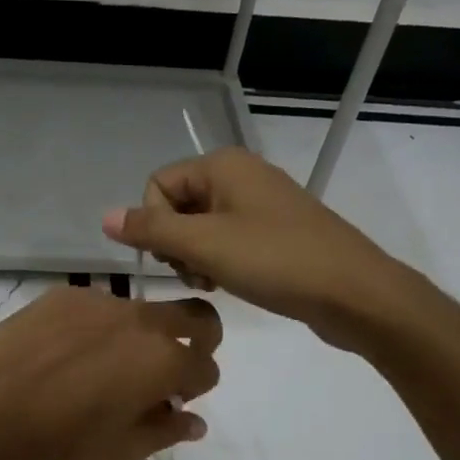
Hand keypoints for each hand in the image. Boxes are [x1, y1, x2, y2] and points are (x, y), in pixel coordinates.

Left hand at [0, 286, 219, 459]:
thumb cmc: (59, 438)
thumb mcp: (120, 450)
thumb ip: (167, 431)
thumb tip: (196, 421)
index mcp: (164, 361)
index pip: (207, 367)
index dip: (197, 387)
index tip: (174, 401)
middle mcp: (142, 321)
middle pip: (196, 316)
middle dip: (199, 339)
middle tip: (169, 365)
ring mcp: (103, 300)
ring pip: (142, 311)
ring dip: (139, 336)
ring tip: (100, 366)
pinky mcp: (67, 294)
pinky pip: (98, 306)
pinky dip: (97, 327)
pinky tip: (65, 352)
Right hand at [102, 147, 422, 350]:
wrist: (354, 293)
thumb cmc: (275, 261)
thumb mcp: (205, 245)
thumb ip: (151, 229)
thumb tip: (104, 217)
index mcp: (223, 165)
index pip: (157, 185)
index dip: (155, 224)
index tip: (175, 257)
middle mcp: (240, 175)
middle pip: (178, 204)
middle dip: (175, 243)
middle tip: (196, 274)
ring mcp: (261, 203)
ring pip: (201, 226)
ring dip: (195, 258)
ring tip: (213, 283)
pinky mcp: (277, 231)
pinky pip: (228, 239)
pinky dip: (220, 261)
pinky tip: (231, 284)